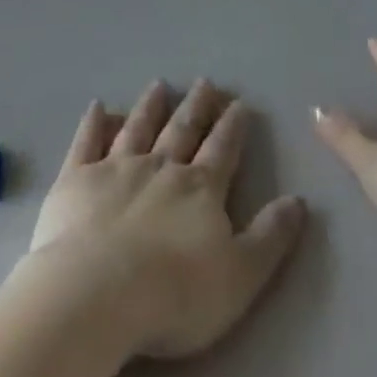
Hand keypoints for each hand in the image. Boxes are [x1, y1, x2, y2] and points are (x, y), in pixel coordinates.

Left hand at [25, 80, 305, 359]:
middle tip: (205, 81)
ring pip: (137, 128)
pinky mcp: (76, 180)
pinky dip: (92, 123)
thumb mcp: (240, 276)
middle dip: (196, 107)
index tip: (240, 103)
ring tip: (159, 85)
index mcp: (200, 189)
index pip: (223, 150)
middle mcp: (160, 168)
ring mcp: (115, 169)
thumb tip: (299, 200)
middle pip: (182, 130)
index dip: (233, 127)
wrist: (96, 295)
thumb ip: (270, 237)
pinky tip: (97, 105)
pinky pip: (86, 143)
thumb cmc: (174, 294)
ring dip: (150, 106)